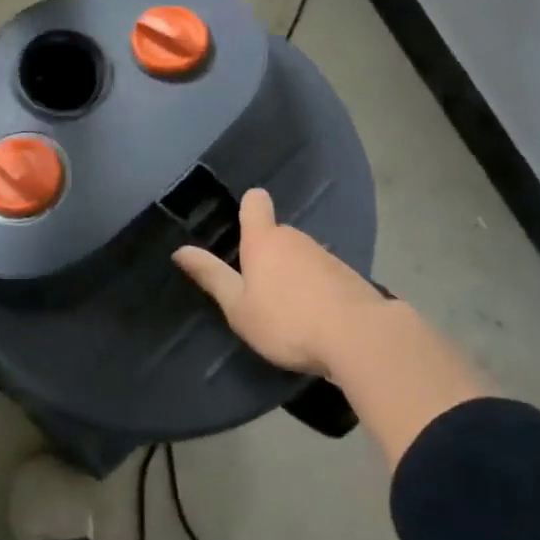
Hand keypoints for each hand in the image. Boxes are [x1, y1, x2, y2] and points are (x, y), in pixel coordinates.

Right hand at [172, 187, 388, 376]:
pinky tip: (317, 320)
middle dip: (267, 256)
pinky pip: (323, 275)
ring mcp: (325, 255)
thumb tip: (180, 250)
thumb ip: (212, 277)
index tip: (241, 227)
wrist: (359, 337)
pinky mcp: (349, 276)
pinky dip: (316, 290)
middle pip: (276, 235)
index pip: (255, 203)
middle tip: (257, 291)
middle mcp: (295, 238)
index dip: (248, 208)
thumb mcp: (239, 307)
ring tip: (288, 313)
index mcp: (264, 240)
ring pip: (301, 256)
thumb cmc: (287, 321)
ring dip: (293, 275)